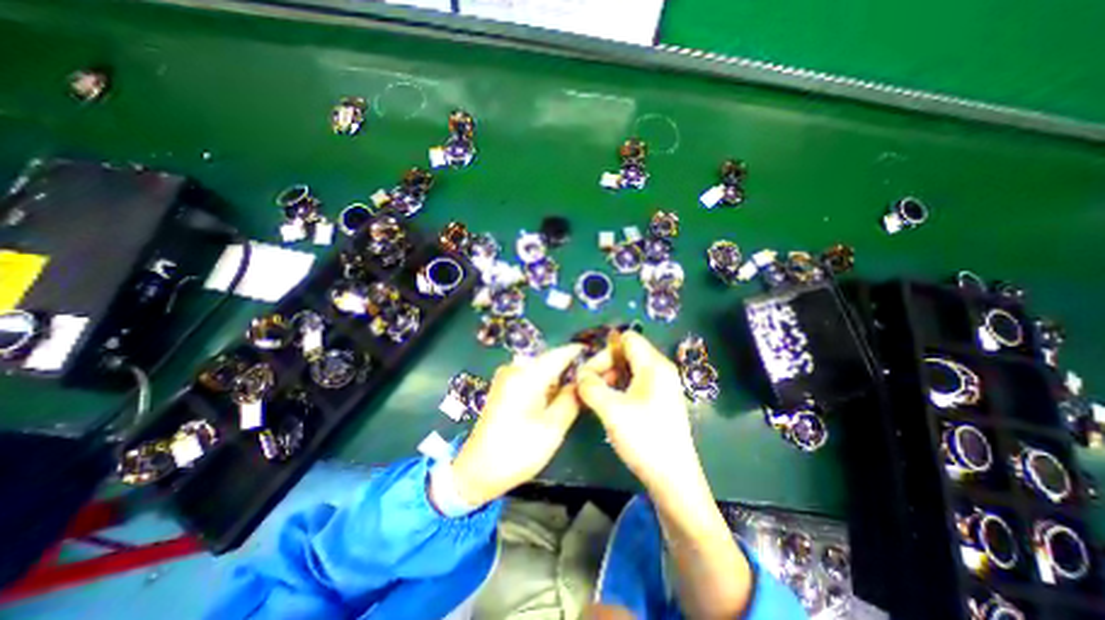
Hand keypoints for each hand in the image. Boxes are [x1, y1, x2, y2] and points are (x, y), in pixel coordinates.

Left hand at [447, 343, 584, 507]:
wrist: (477, 470)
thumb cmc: (517, 451)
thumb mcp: (553, 427)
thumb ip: (572, 399)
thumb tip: (584, 381)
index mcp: (526, 375)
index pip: (560, 353)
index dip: (580, 353)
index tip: (599, 355)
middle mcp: (515, 368)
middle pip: (551, 360)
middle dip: (571, 367)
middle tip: (593, 378)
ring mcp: (507, 376)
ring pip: (542, 368)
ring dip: (560, 376)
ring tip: (580, 388)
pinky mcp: (505, 385)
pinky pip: (532, 376)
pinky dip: (547, 383)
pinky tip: (558, 395)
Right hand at [574, 331, 701, 496]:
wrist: (674, 479)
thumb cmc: (645, 439)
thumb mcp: (612, 411)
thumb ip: (591, 387)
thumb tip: (579, 374)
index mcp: (654, 366)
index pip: (627, 339)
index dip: (605, 350)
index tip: (589, 370)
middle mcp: (661, 370)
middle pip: (628, 352)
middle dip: (606, 364)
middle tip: (589, 385)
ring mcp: (663, 385)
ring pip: (631, 368)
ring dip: (611, 376)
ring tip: (596, 396)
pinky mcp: (660, 400)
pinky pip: (636, 382)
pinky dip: (620, 386)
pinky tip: (610, 403)